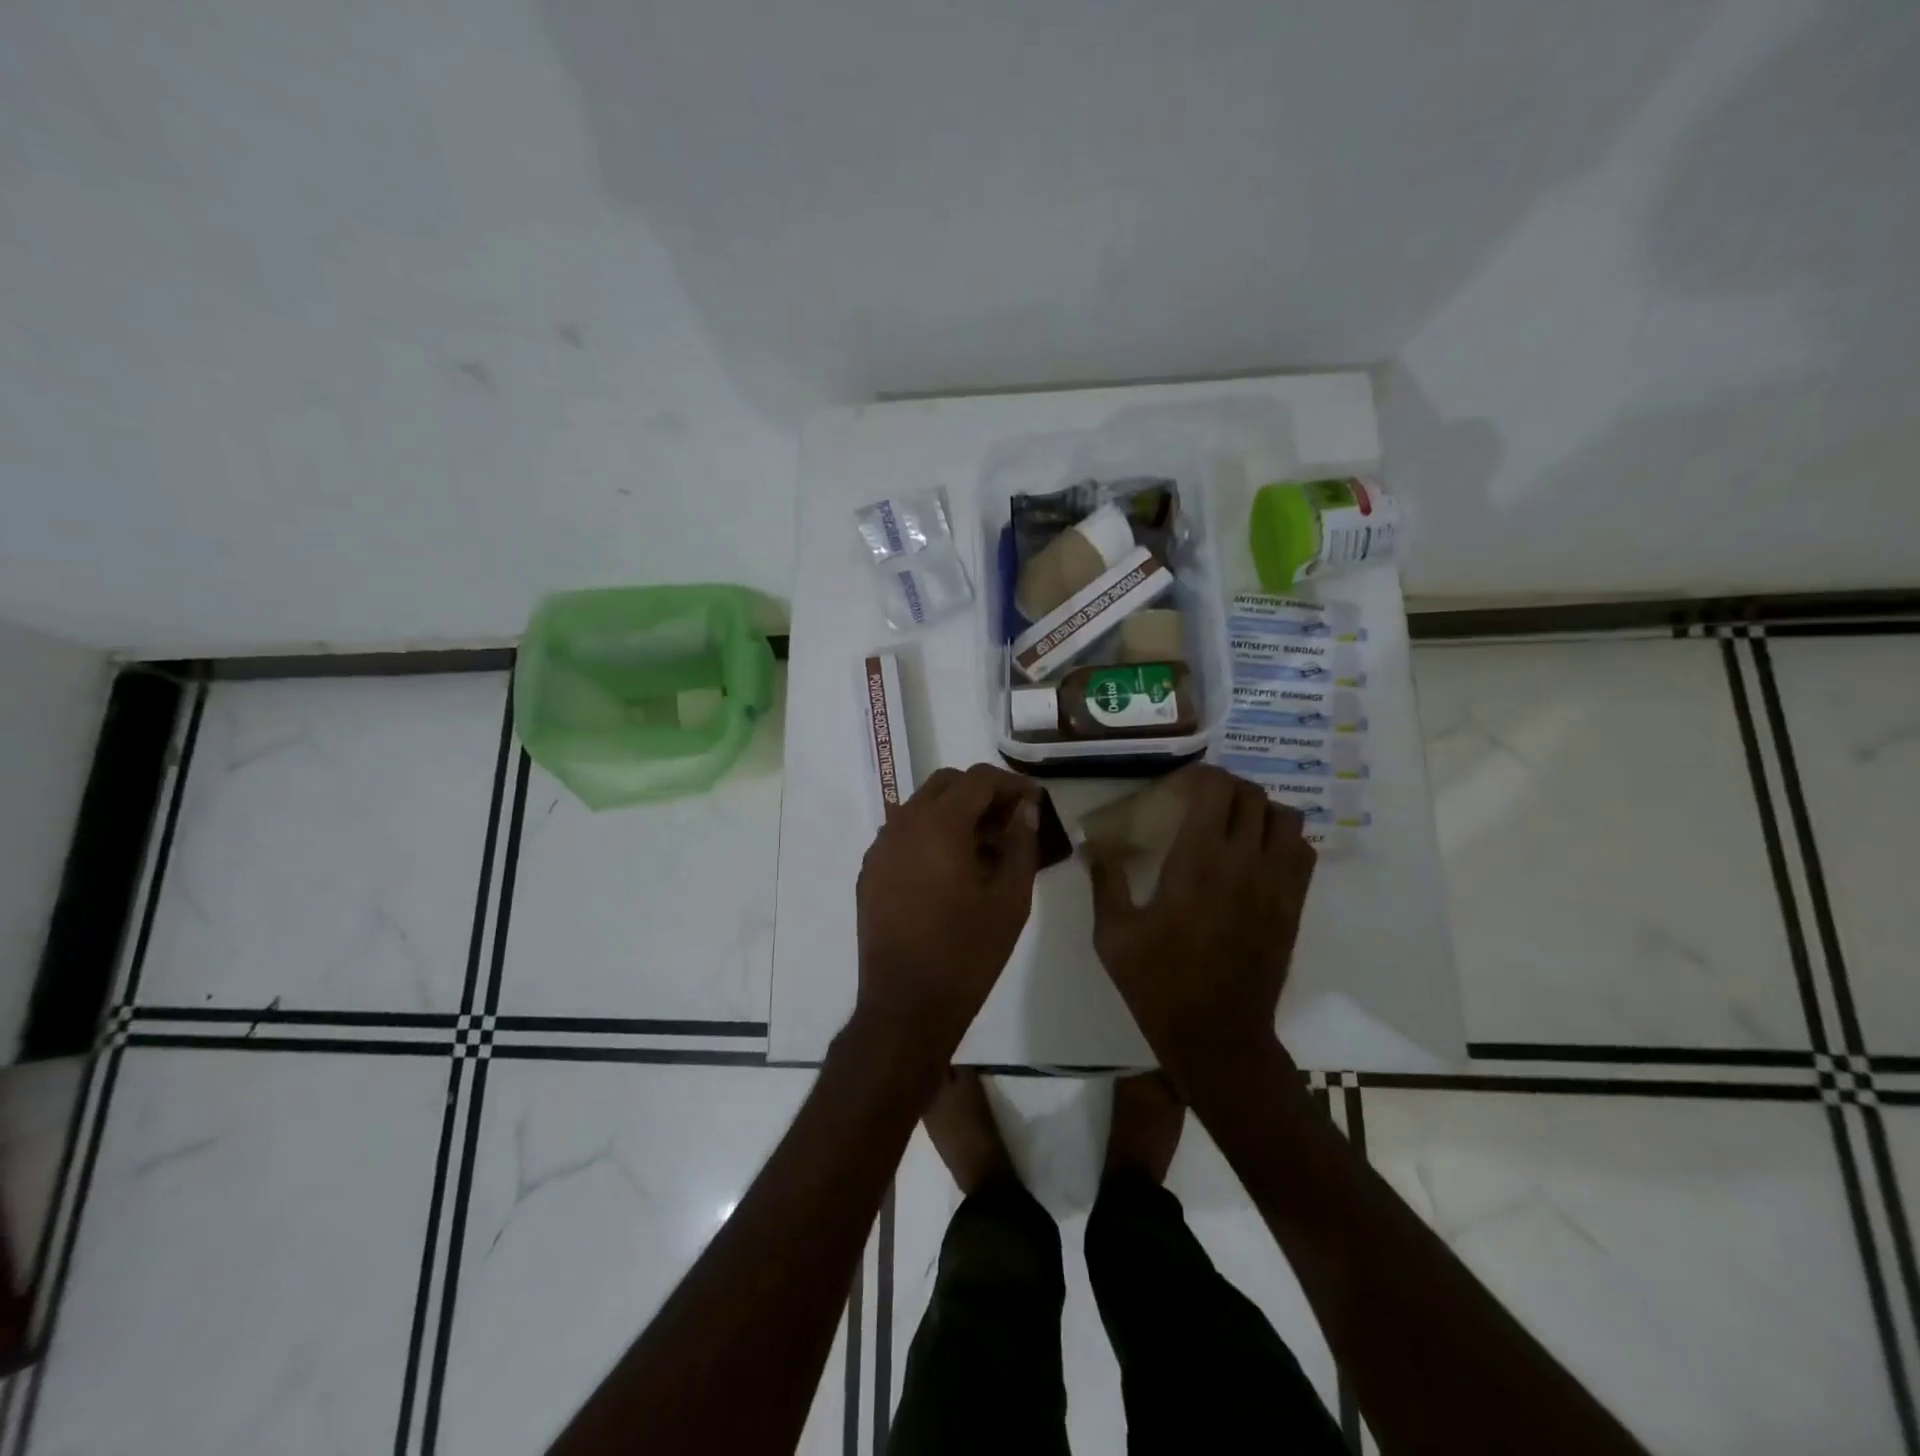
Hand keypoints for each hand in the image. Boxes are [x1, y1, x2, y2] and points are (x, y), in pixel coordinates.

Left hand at [854, 764, 1042, 1058]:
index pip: (978, 780)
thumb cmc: (966, 953)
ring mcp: (880, 848)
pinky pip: (904, 834)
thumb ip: (1021, 844)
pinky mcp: (870, 872)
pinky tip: (952, 869)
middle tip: (1011, 822)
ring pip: (921, 807)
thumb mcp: (1010, 900)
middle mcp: (902, 825)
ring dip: (955, 813)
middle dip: (982, 793)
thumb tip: (1025, 809)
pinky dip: (931, 834)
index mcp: (938, 825)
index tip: (1034, 802)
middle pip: (946, 784)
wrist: (906, 1007)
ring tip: (986, 848)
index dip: (1011, 784)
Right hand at [1086, 765, 1314, 1087]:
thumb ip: (1105, 882)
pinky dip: (1283, 839)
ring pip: (1286, 817)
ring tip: (1233, 824)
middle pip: (1252, 795)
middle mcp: (1244, 862)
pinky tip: (1257, 856)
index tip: (1178, 786)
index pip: (1216, 789)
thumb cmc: (1158, 984)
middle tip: (1200, 802)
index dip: (1199, 775)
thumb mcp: (1113, 935)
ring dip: (1259, 810)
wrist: (1217, 1036)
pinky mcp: (1293, 906)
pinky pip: (1303, 851)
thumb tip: (1092, 847)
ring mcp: (1276, 884)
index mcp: (1198, 862)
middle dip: (1226, 788)